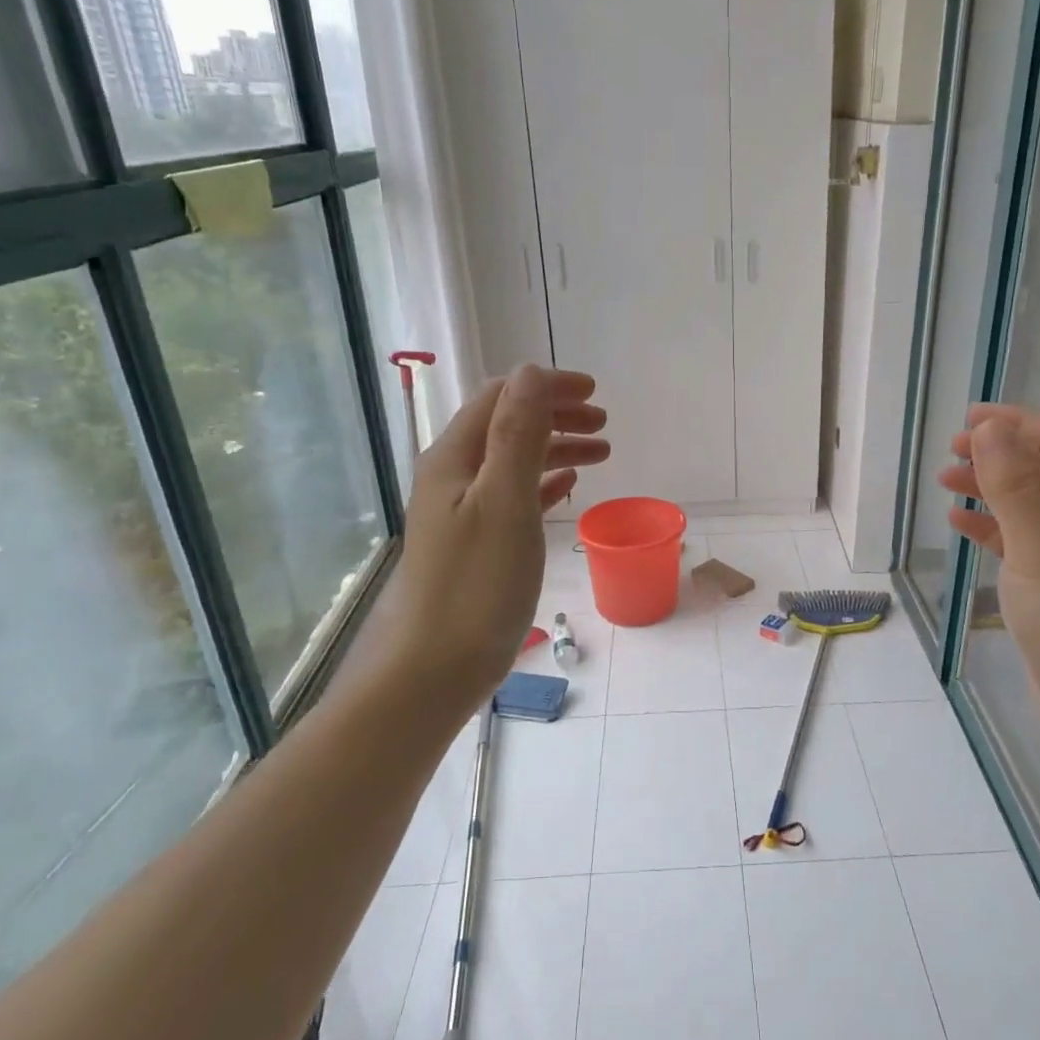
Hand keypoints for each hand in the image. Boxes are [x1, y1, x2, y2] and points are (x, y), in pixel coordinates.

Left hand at [333, 365, 608, 721]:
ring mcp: (464, 510)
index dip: (547, 387)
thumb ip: (518, 434)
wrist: (436, 667)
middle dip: (556, 415)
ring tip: (601, 453)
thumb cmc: (477, 583)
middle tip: (603, 424)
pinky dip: (544, 482)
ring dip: (556, 447)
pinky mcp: (477, 541)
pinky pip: (515, 494)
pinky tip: (568, 487)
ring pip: (515, 460)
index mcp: (455, 458)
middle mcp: (454, 475)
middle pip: (508, 424)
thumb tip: (532, 372)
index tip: (595, 394)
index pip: (502, 398)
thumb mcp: (505, 501)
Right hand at [938, 404, 1039, 750]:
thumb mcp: (1038, 550)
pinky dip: (992, 526)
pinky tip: (960, 524)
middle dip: (998, 454)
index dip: (1016, 424)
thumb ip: (1011, 487)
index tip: (968, 419)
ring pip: (1029, 503)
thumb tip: (989, 428)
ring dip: (990, 488)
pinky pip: (1022, 538)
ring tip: (946, 482)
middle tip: (951, 451)